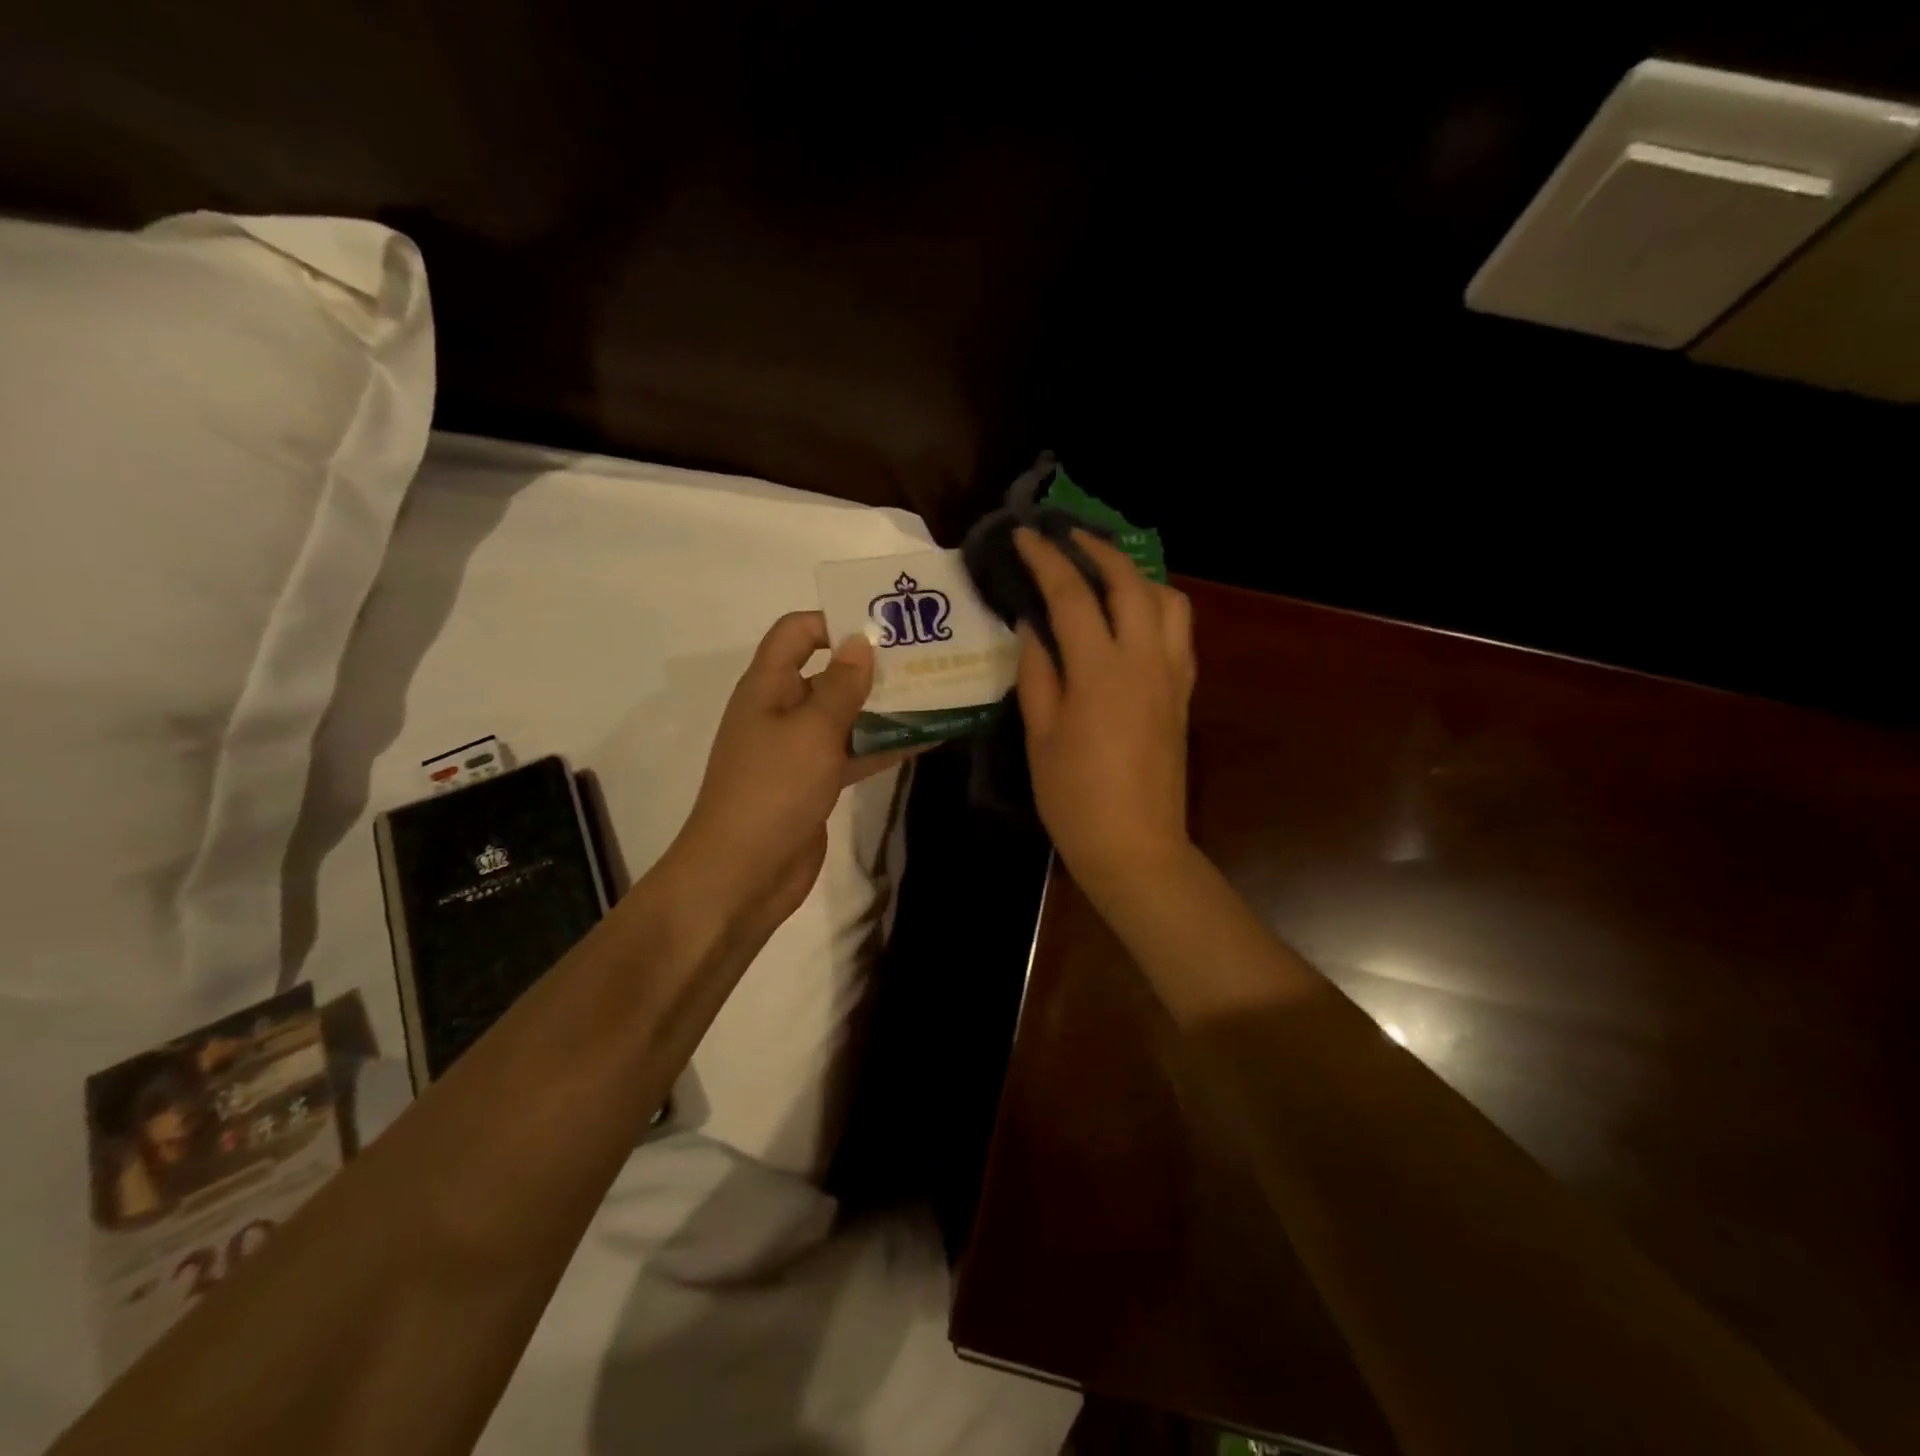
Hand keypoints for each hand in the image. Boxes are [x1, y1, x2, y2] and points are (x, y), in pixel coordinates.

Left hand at [666, 611, 900, 936]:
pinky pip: (854, 751)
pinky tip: (928, 738)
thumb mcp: (812, 731)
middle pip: (829, 672)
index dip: (834, 620)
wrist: (744, 873)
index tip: (883, 627)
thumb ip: (842, 686)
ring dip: (886, 706)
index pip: (797, 632)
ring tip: (938, 692)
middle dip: (874, 665)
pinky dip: (885, 744)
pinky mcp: (817, 782)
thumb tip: (861, 642)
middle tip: (927, 657)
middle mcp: (783, 710)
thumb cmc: (773, 790)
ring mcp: (800, 749)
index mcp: (768, 686)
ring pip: (847, 715)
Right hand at [1014, 528, 1196, 904]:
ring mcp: (1171, 676)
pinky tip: (1133, 618)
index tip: (1025, 536)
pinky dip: (1157, 607)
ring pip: (1168, 601)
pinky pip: (1180, 632)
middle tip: (1068, 537)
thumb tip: (1033, 626)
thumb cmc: (1075, 796)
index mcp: (1100, 671)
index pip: (1072, 595)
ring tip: (1106, 573)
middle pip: (1130, 583)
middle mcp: (1145, 660)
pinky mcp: (1184, 694)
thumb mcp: (1041, 735)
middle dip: (1098, 550)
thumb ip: (1038, 673)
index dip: (1046, 559)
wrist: (1135, 845)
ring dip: (1136, 575)